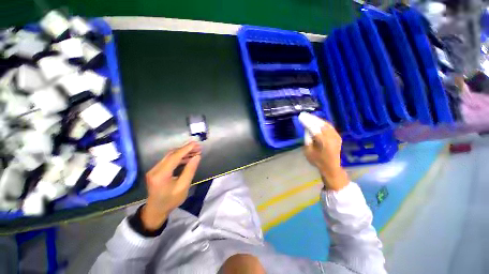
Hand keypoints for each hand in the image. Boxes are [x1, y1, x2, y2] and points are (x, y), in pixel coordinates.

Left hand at [141, 141, 201, 229]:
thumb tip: (197, 156)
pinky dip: (179, 157)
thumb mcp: (183, 187)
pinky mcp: (156, 170)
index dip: (186, 149)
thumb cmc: (171, 201)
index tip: (196, 143)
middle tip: (198, 147)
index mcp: (161, 174)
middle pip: (172, 154)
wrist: (156, 210)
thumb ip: (190, 170)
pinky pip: (169, 160)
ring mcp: (154, 169)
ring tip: (195, 152)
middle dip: (186, 149)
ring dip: (183, 153)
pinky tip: (187, 158)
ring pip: (170, 156)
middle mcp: (155, 169)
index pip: (175, 156)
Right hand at [303, 122, 348, 190]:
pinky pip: (330, 126)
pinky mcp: (337, 136)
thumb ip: (307, 139)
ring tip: (309, 116)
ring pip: (326, 124)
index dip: (307, 121)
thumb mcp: (308, 151)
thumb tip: (307, 128)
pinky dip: (323, 122)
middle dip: (312, 118)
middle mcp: (331, 138)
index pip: (314, 128)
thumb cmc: (317, 161)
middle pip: (321, 124)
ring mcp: (336, 136)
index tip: (300, 116)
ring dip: (317, 119)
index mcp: (323, 142)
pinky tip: (318, 121)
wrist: (331, 167)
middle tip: (304, 114)